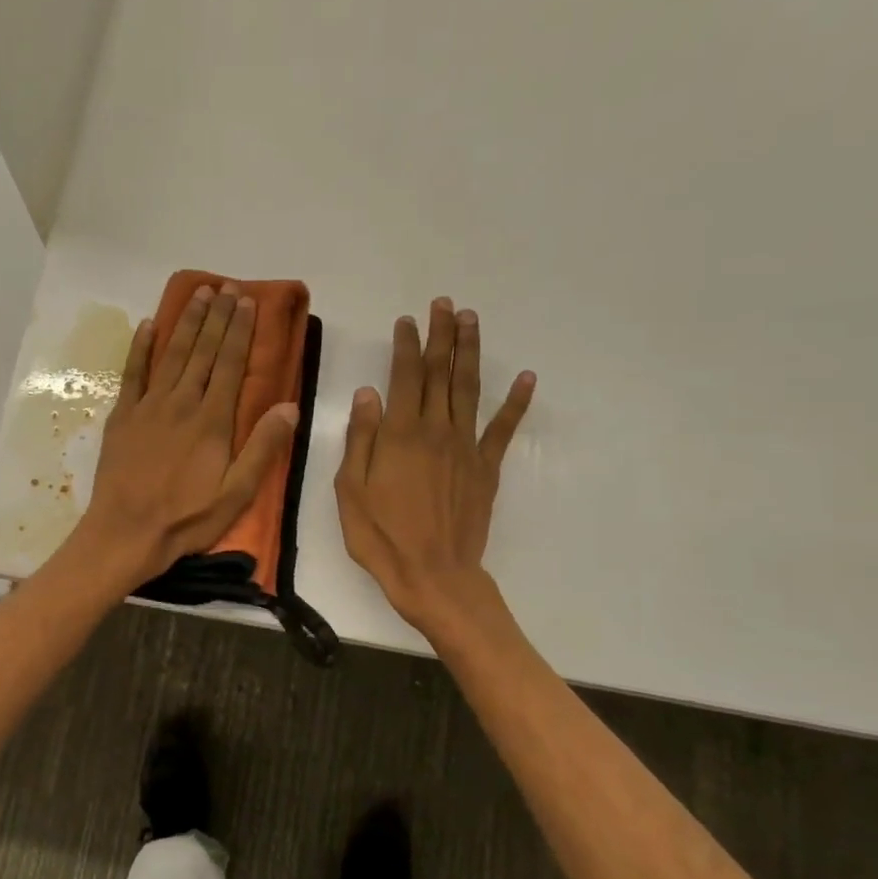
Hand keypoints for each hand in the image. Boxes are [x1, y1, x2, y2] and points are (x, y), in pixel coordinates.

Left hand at [69, 283, 299, 588]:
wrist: (126, 532)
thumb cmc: (186, 519)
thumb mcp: (236, 494)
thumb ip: (262, 448)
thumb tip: (289, 406)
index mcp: (212, 421)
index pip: (231, 365)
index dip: (241, 331)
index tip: (247, 302)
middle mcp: (181, 403)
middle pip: (203, 351)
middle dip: (218, 317)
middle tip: (227, 287)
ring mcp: (148, 406)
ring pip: (172, 354)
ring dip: (186, 322)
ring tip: (199, 294)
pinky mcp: (122, 416)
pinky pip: (132, 373)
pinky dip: (141, 347)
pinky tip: (148, 325)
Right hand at [336, 297, 534, 634]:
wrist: (432, 574)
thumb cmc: (381, 536)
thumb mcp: (351, 489)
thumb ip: (360, 438)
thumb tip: (368, 393)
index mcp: (400, 434)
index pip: (404, 377)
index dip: (406, 344)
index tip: (407, 319)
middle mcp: (436, 430)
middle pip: (440, 373)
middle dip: (441, 336)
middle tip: (445, 304)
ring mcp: (466, 447)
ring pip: (469, 389)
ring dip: (470, 352)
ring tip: (471, 320)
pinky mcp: (486, 468)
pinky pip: (503, 428)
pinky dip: (516, 402)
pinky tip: (526, 377)